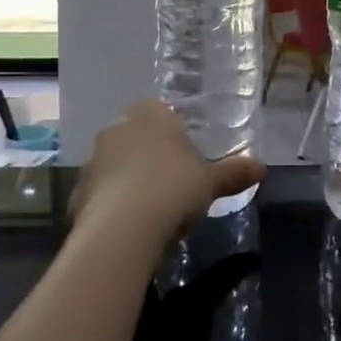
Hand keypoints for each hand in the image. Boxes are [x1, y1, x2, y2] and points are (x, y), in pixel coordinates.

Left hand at [69, 100, 263, 243]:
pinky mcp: (77, 191)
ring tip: (149, 209)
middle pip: (136, 136)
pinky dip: (111, 205)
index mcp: (151, 115)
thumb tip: (262, 167)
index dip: (173, 132)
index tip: (186, 155)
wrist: (123, 228)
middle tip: (171, 182)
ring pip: (115, 164)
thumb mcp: (211, 182)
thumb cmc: (174, 189)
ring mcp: (93, 159)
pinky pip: (100, 193)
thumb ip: (234, 172)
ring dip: (127, 179)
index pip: (161, 112)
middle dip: (149, 155)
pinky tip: (127, 228)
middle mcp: (117, 129)